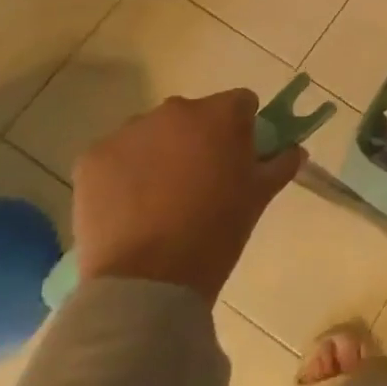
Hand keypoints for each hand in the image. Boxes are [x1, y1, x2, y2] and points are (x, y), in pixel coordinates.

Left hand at [73, 90, 302, 302]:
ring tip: (160, 200)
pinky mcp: (92, 158)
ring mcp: (129, 132)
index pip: (241, 103)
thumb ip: (281, 163)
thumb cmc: (216, 232)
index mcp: (220, 114)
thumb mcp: (260, 196)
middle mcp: (174, 110)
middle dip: (198, 139)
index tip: (238, 158)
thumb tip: (294, 150)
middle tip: (200, 182)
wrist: (148, 281)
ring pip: (153, 134)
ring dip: (160, 153)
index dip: (243, 128)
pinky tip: (130, 208)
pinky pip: (117, 156)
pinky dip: (124, 174)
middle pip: (193, 115)